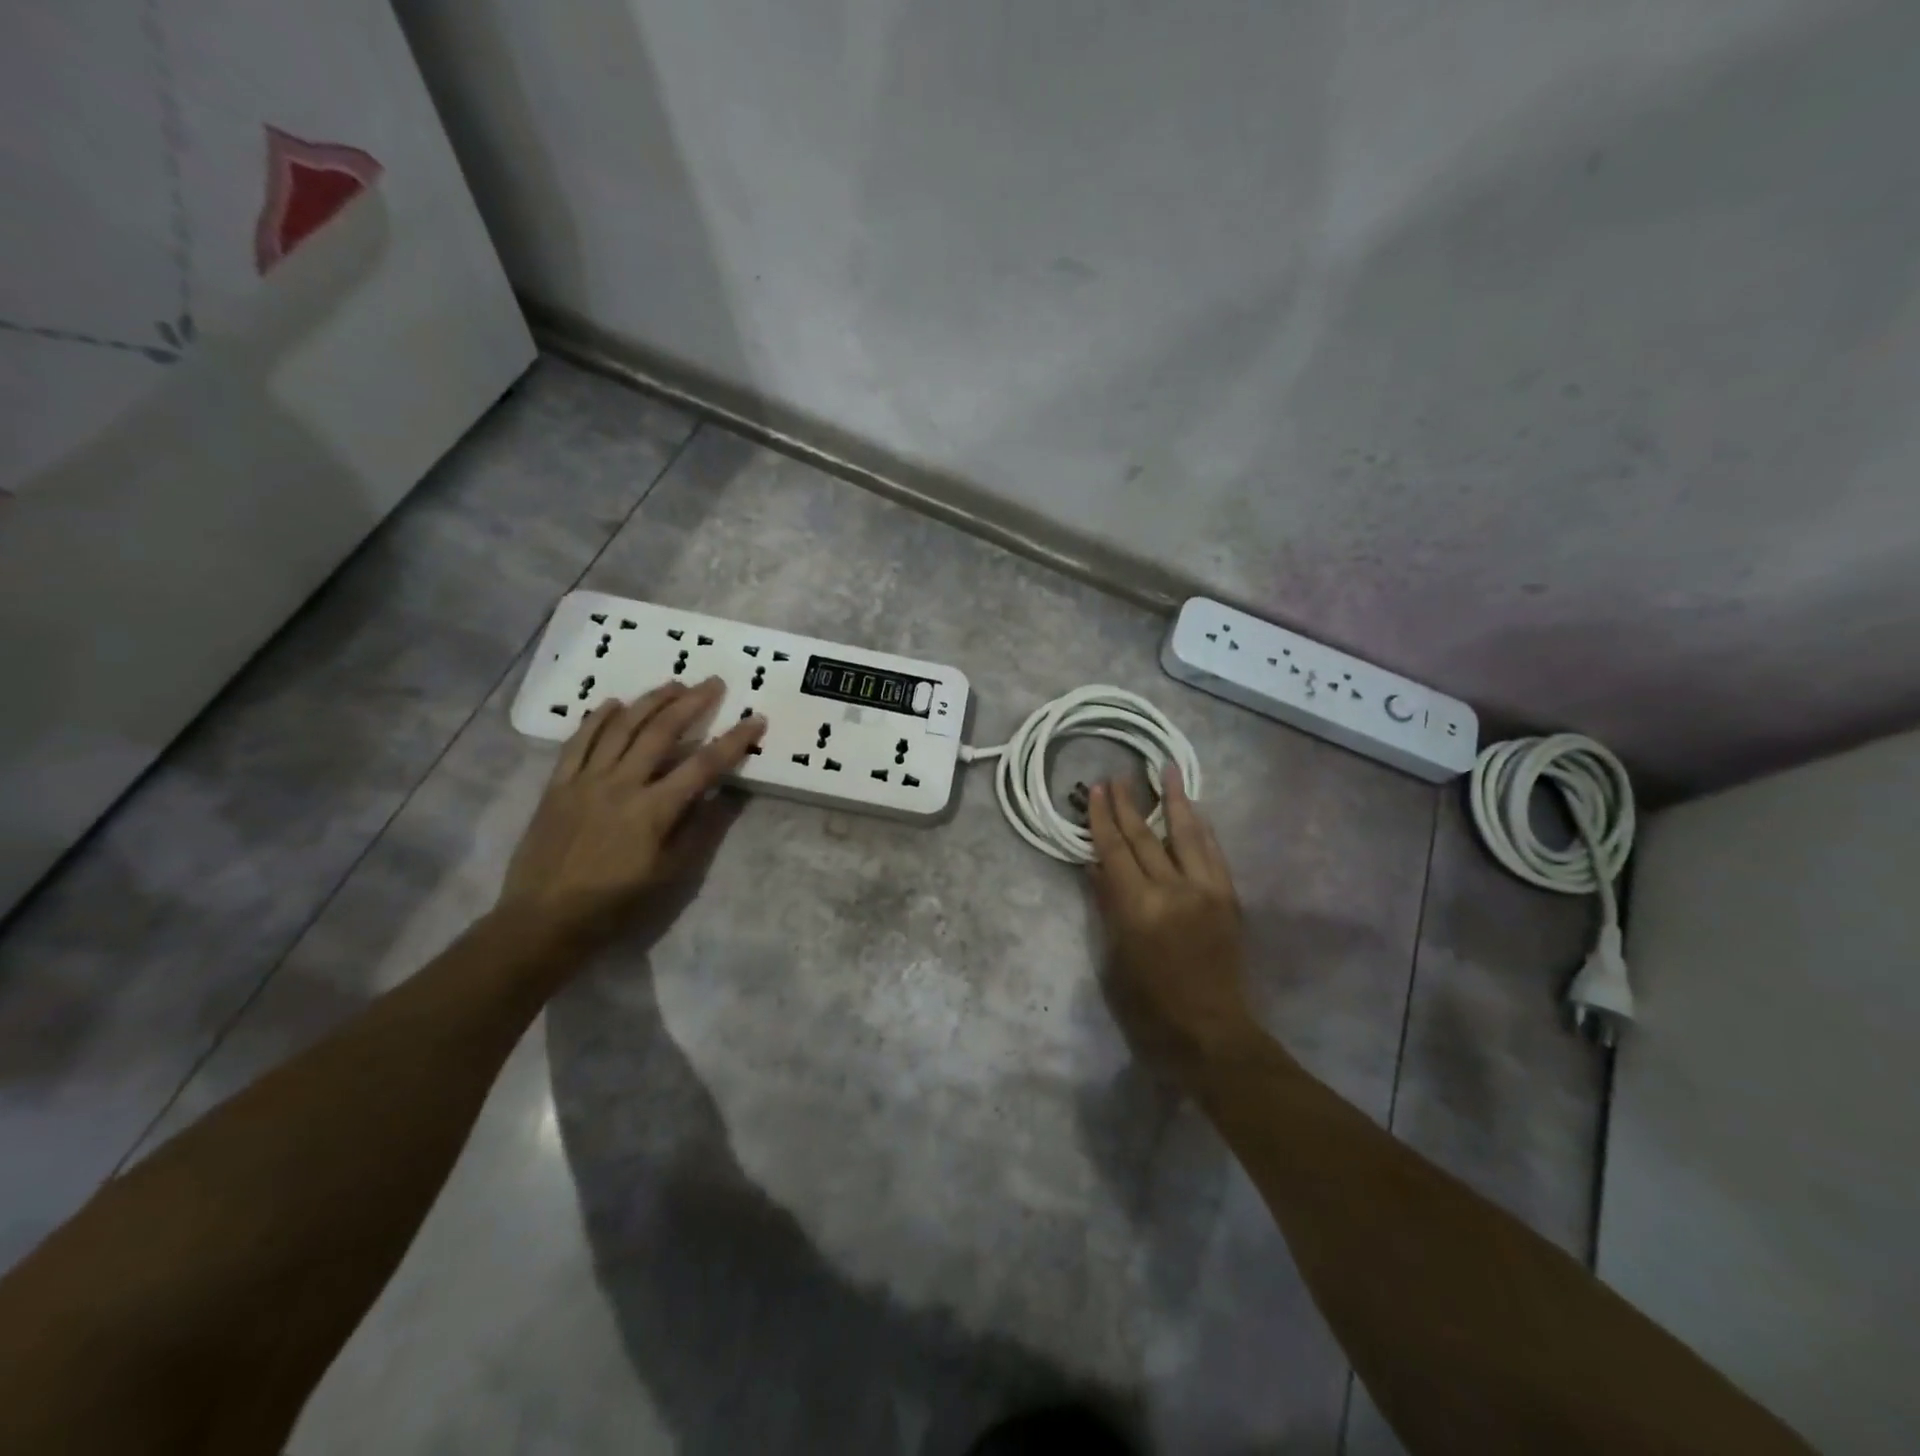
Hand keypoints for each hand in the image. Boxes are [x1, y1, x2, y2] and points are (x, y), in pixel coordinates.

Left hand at [499, 677, 764, 944]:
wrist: (544, 919)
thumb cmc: (615, 903)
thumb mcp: (670, 874)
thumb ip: (699, 830)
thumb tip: (725, 795)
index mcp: (654, 810)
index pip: (704, 765)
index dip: (734, 741)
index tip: (756, 720)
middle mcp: (621, 784)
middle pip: (662, 732)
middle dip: (692, 703)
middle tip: (713, 683)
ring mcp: (586, 780)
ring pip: (622, 727)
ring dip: (650, 701)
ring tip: (673, 683)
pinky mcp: (558, 784)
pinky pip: (578, 741)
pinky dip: (598, 719)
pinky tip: (614, 703)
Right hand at [1086, 765, 1261, 1082]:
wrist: (1211, 1031)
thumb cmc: (1150, 1004)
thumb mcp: (1115, 956)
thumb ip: (1108, 905)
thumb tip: (1096, 865)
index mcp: (1139, 908)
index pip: (1115, 850)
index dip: (1102, 818)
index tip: (1095, 788)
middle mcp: (1173, 890)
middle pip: (1145, 836)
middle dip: (1128, 804)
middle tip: (1116, 776)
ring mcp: (1206, 890)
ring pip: (1186, 833)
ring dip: (1174, 799)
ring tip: (1166, 769)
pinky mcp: (1228, 897)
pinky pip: (1212, 851)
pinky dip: (1200, 827)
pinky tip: (1194, 809)